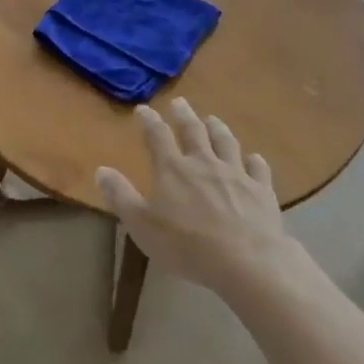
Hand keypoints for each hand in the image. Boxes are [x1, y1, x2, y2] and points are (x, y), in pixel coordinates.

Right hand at [96, 99, 288, 290]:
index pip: (157, 136)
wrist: (247, 261)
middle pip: (193, 131)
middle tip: (180, 103)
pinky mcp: (261, 190)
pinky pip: (257, 168)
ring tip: (213, 119)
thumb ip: (121, 196)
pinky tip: (253, 158)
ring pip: (226, 142)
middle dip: (184, 115)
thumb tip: (101, 169)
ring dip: (218, 128)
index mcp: (173, 169)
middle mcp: (204, 163)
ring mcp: (236, 174)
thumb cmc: (187, 245)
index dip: (149, 121)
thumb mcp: (142, 225)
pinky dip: (254, 160)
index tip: (143, 109)